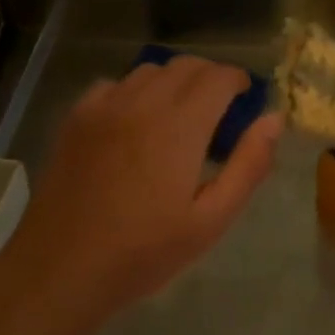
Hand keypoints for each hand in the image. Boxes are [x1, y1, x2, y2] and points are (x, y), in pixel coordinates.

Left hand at [0, 56, 281, 328]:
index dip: (238, 82)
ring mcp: (105, 105)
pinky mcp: (77, 116)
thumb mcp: (211, 220)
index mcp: (180, 125)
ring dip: (174, 82)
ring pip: (151, 70)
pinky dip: (136, 92)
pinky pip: (116, 84)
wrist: (60, 269)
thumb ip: (248, 165)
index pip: (219, 76)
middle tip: (219, 112)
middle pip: (186, 65)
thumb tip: (274, 119)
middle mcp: (143, 102)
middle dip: (210, 78)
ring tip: (179, 117)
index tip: (245, 102)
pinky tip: (136, 123)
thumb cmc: (143, 252)